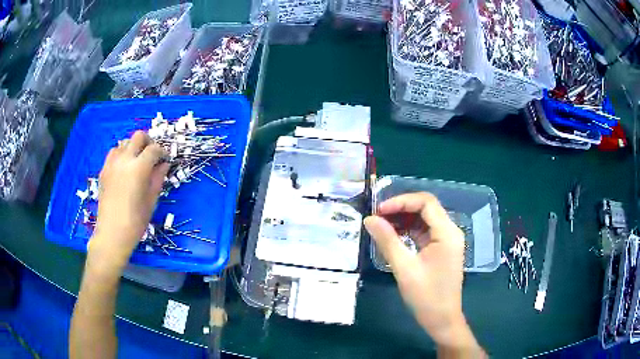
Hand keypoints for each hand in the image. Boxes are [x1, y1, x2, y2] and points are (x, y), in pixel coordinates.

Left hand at [90, 131, 168, 268]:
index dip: (162, 151)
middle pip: (138, 136)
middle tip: (152, 155)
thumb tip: (164, 164)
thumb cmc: (135, 221)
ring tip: (137, 161)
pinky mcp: (104, 170)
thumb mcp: (151, 200)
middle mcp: (124, 160)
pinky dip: (121, 154)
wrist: (112, 234)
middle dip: (148, 142)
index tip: (165, 159)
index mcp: (139, 168)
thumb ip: (158, 178)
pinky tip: (124, 167)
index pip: (154, 149)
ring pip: (124, 142)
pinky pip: (113, 152)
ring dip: (133, 147)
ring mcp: (112, 163)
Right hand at [364, 193, 477, 349]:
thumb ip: (387, 241)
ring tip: (381, 224)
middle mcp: (450, 232)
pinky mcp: (442, 250)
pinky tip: (393, 236)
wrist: (442, 320)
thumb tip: (370, 219)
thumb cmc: (426, 296)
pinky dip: (409, 231)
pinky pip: (425, 233)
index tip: (379, 210)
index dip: (401, 202)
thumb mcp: (404, 268)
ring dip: (404, 219)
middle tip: (377, 216)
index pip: (426, 203)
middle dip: (401, 209)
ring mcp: (447, 241)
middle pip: (426, 208)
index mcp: (447, 233)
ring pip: (425, 220)